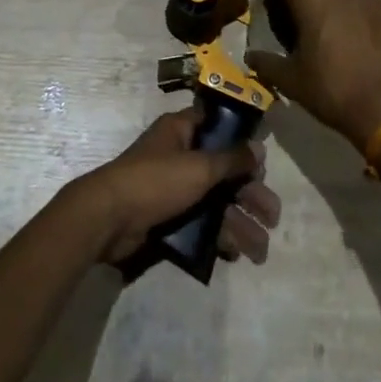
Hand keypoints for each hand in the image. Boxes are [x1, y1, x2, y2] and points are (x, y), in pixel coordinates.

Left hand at [68, 106, 280, 265]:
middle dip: (249, 195)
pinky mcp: (166, 217)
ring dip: (238, 223)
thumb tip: (259, 147)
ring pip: (214, 202)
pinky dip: (218, 236)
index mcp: (182, 130)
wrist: (107, 220)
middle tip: (273, 216)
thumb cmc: (155, 180)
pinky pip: (199, 224)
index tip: (264, 161)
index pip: (218, 127)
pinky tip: (236, 254)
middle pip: (223, 172)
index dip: (242, 142)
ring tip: (261, 250)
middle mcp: (179, 155)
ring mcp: (172, 188)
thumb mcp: (199, 166)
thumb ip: (232, 159)